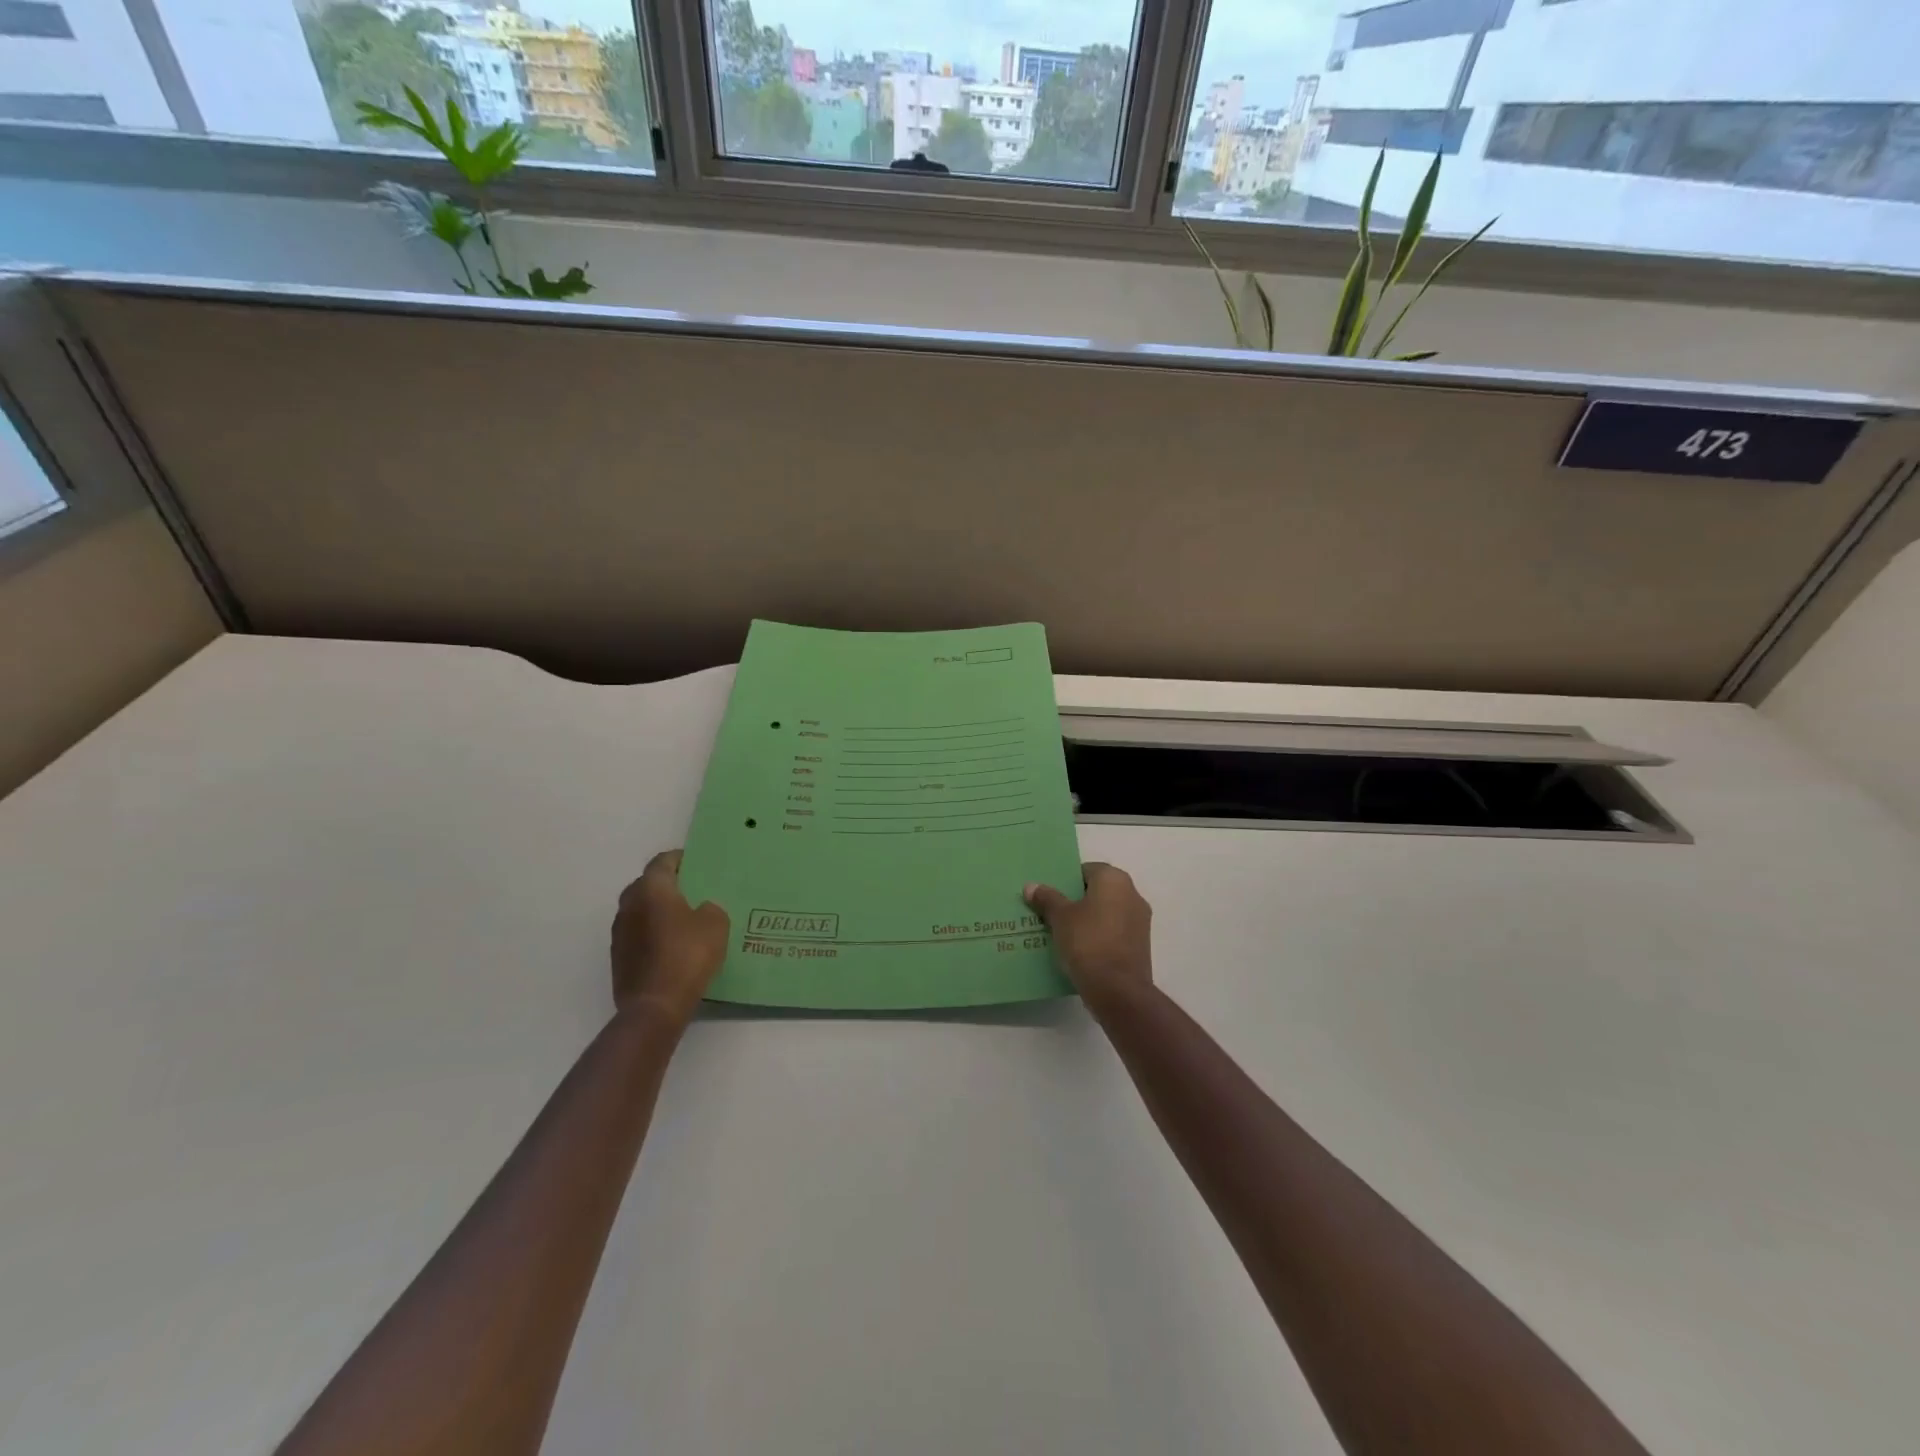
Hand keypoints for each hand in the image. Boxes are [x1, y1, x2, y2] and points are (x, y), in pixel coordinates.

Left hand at [610, 850, 730, 1027]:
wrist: (655, 1006)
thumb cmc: (687, 955)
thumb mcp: (716, 924)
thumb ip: (710, 908)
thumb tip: (701, 909)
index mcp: (651, 889)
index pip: (662, 861)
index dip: (680, 859)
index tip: (697, 863)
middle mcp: (629, 905)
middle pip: (647, 885)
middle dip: (667, 885)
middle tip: (692, 891)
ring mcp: (619, 933)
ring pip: (640, 911)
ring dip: (658, 911)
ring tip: (684, 920)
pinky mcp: (618, 958)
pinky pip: (638, 935)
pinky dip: (652, 934)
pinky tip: (672, 946)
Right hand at [1024, 862, 1152, 1007]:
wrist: (1118, 990)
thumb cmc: (1088, 942)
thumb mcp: (1060, 918)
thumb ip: (1047, 898)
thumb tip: (1031, 886)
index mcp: (1115, 880)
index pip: (1087, 870)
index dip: (1066, 881)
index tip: (1050, 895)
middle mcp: (1132, 894)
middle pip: (1098, 891)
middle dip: (1076, 901)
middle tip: (1051, 913)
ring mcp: (1140, 922)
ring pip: (1106, 913)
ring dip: (1088, 920)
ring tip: (1061, 933)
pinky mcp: (1140, 946)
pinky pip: (1113, 933)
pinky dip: (1098, 937)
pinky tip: (1078, 951)